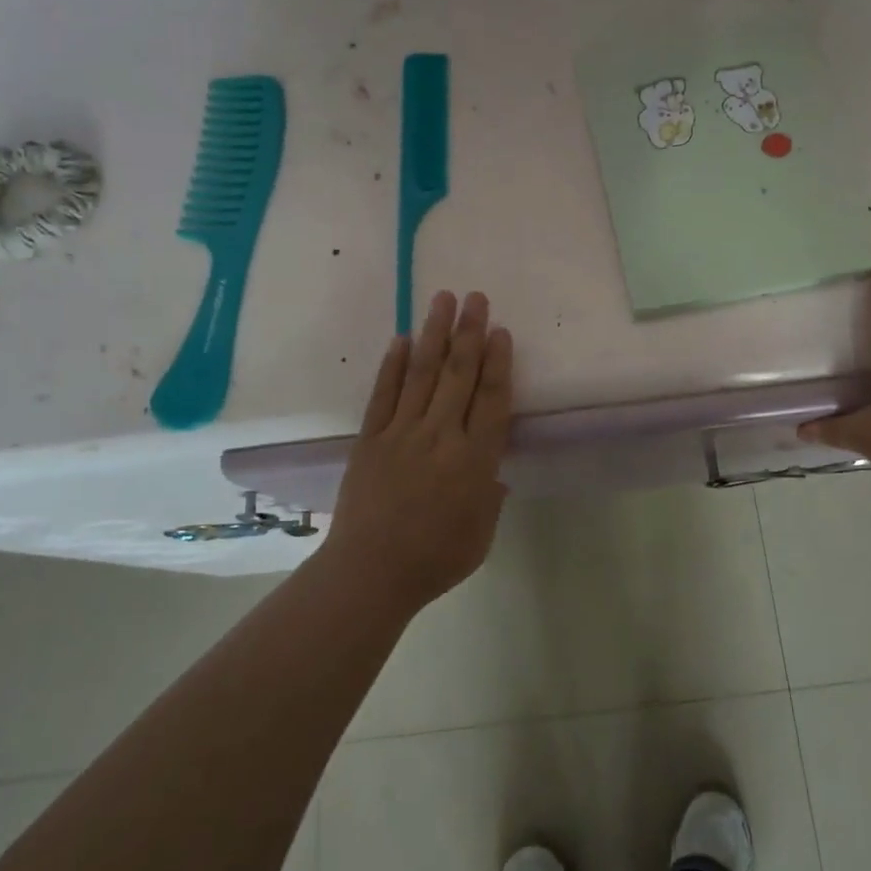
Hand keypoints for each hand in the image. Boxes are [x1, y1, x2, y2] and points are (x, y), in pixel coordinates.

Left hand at [320, 291, 513, 611]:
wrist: (370, 573)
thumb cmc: (436, 559)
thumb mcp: (482, 534)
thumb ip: (490, 497)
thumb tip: (492, 473)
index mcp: (475, 459)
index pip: (493, 399)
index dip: (499, 362)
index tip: (501, 331)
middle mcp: (442, 436)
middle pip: (459, 374)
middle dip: (469, 332)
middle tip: (475, 297)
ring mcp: (402, 433)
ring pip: (422, 373)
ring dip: (433, 334)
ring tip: (441, 300)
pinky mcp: (370, 439)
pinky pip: (383, 394)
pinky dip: (392, 365)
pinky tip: (401, 339)